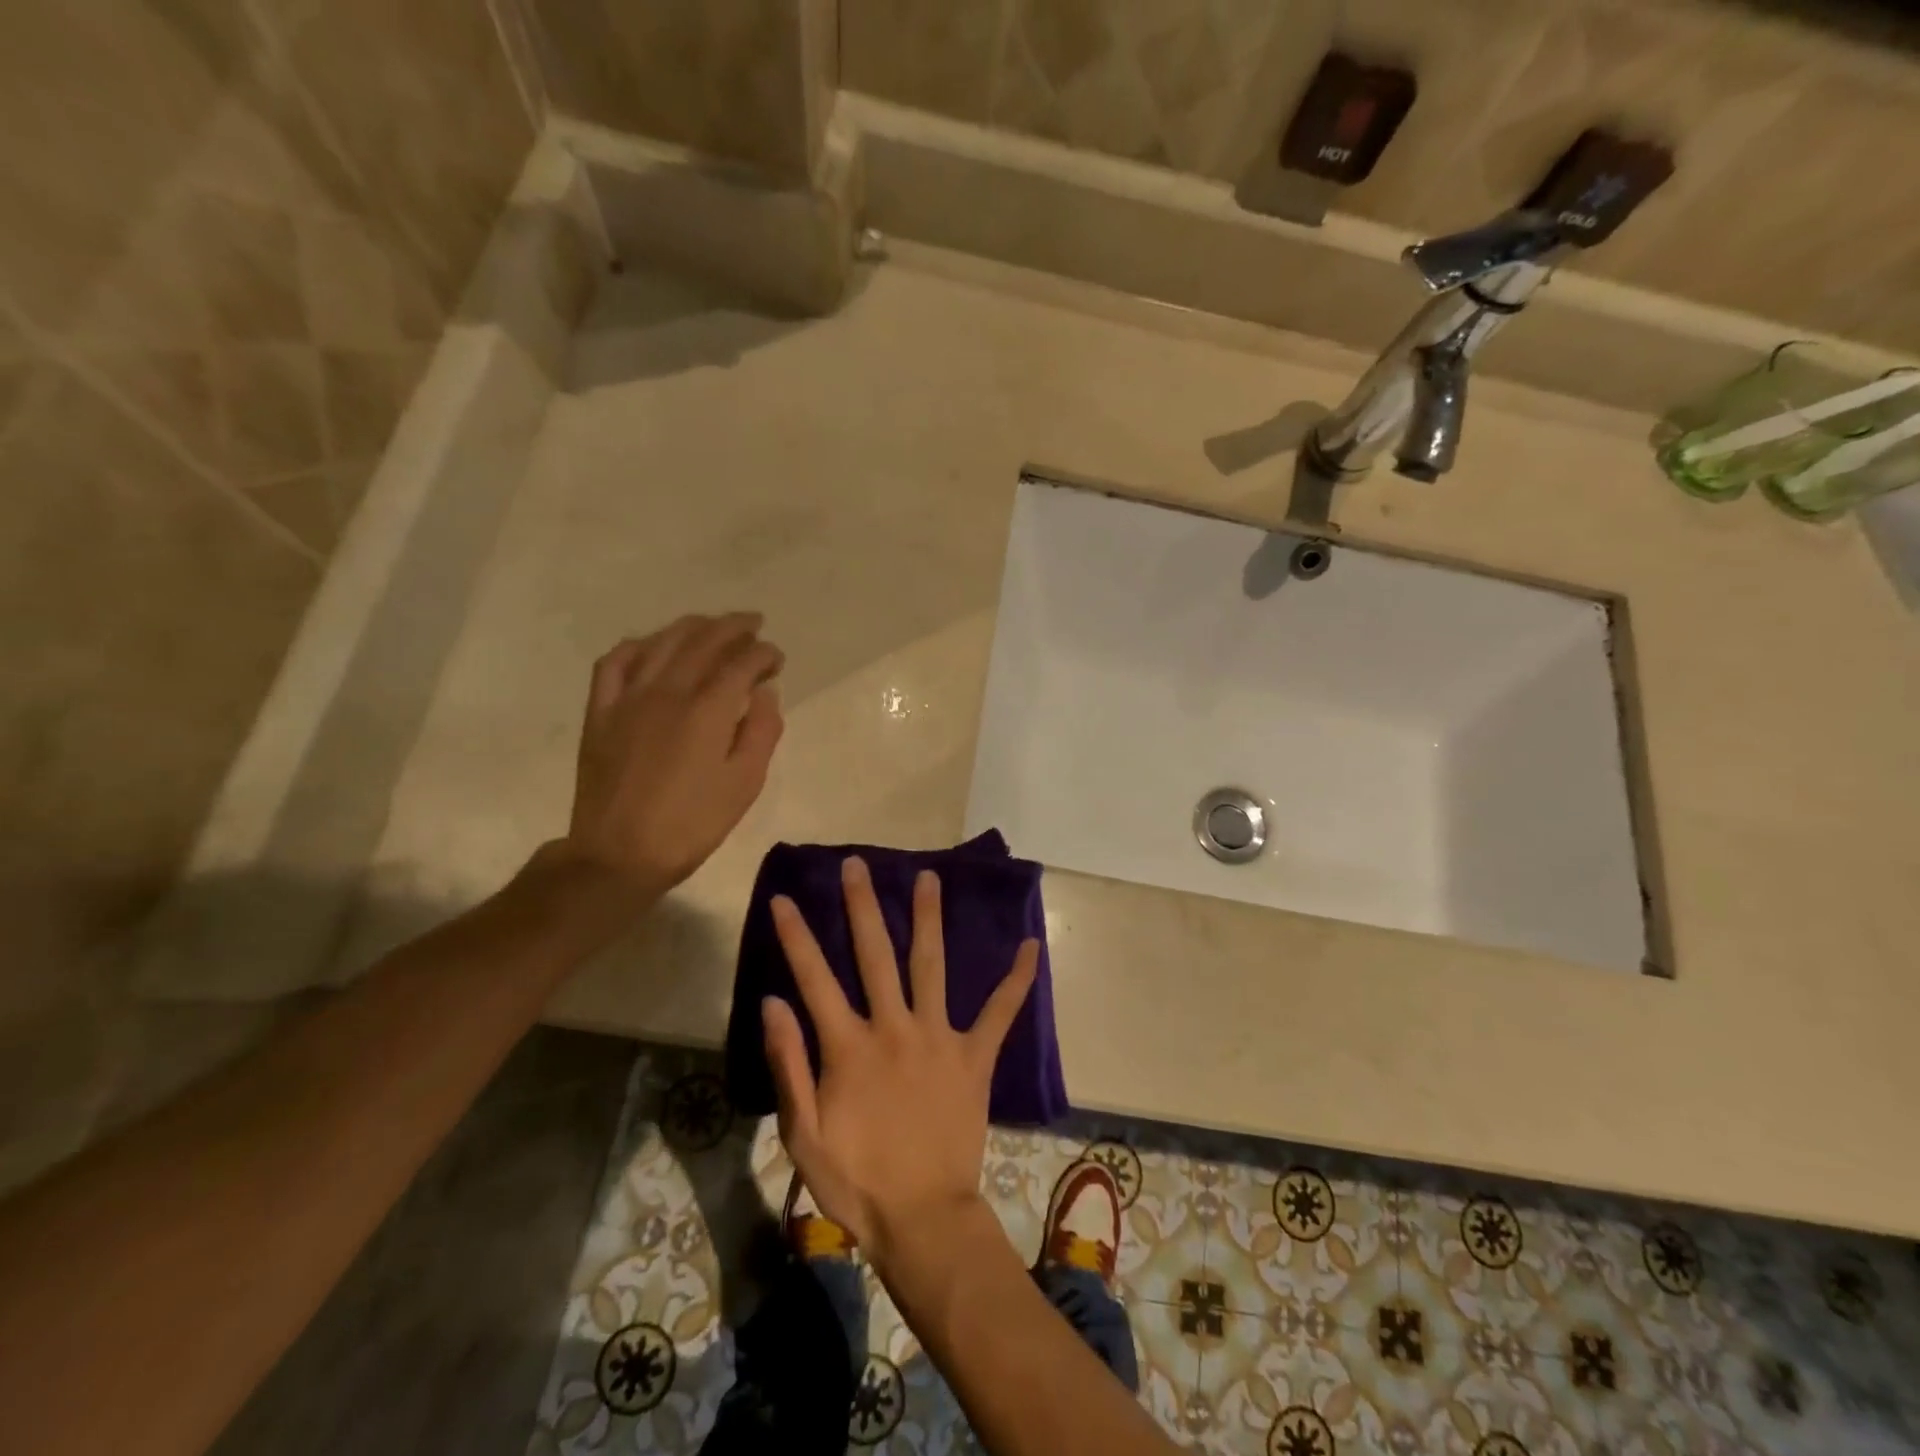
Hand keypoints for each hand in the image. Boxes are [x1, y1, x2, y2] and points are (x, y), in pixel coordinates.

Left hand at [564, 613, 784, 899]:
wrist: (619, 853)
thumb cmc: (692, 823)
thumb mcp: (744, 784)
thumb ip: (761, 731)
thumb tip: (765, 692)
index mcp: (707, 710)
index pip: (742, 663)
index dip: (764, 654)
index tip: (777, 659)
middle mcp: (668, 691)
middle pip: (704, 641)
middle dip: (733, 628)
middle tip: (753, 624)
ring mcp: (629, 697)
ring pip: (662, 642)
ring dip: (692, 627)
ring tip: (711, 625)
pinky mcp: (601, 711)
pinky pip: (615, 662)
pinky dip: (638, 645)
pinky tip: (652, 646)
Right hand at [762, 857, 1037, 1269]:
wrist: (923, 1219)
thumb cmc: (856, 1181)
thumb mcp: (803, 1132)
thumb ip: (789, 1063)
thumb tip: (773, 1001)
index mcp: (849, 1046)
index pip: (814, 978)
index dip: (797, 936)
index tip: (784, 897)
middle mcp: (894, 1027)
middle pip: (875, 955)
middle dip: (863, 906)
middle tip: (858, 864)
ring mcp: (939, 1038)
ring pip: (931, 965)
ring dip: (928, 919)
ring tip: (930, 878)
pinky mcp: (974, 1057)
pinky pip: (1000, 1013)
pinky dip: (1016, 980)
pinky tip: (1032, 945)